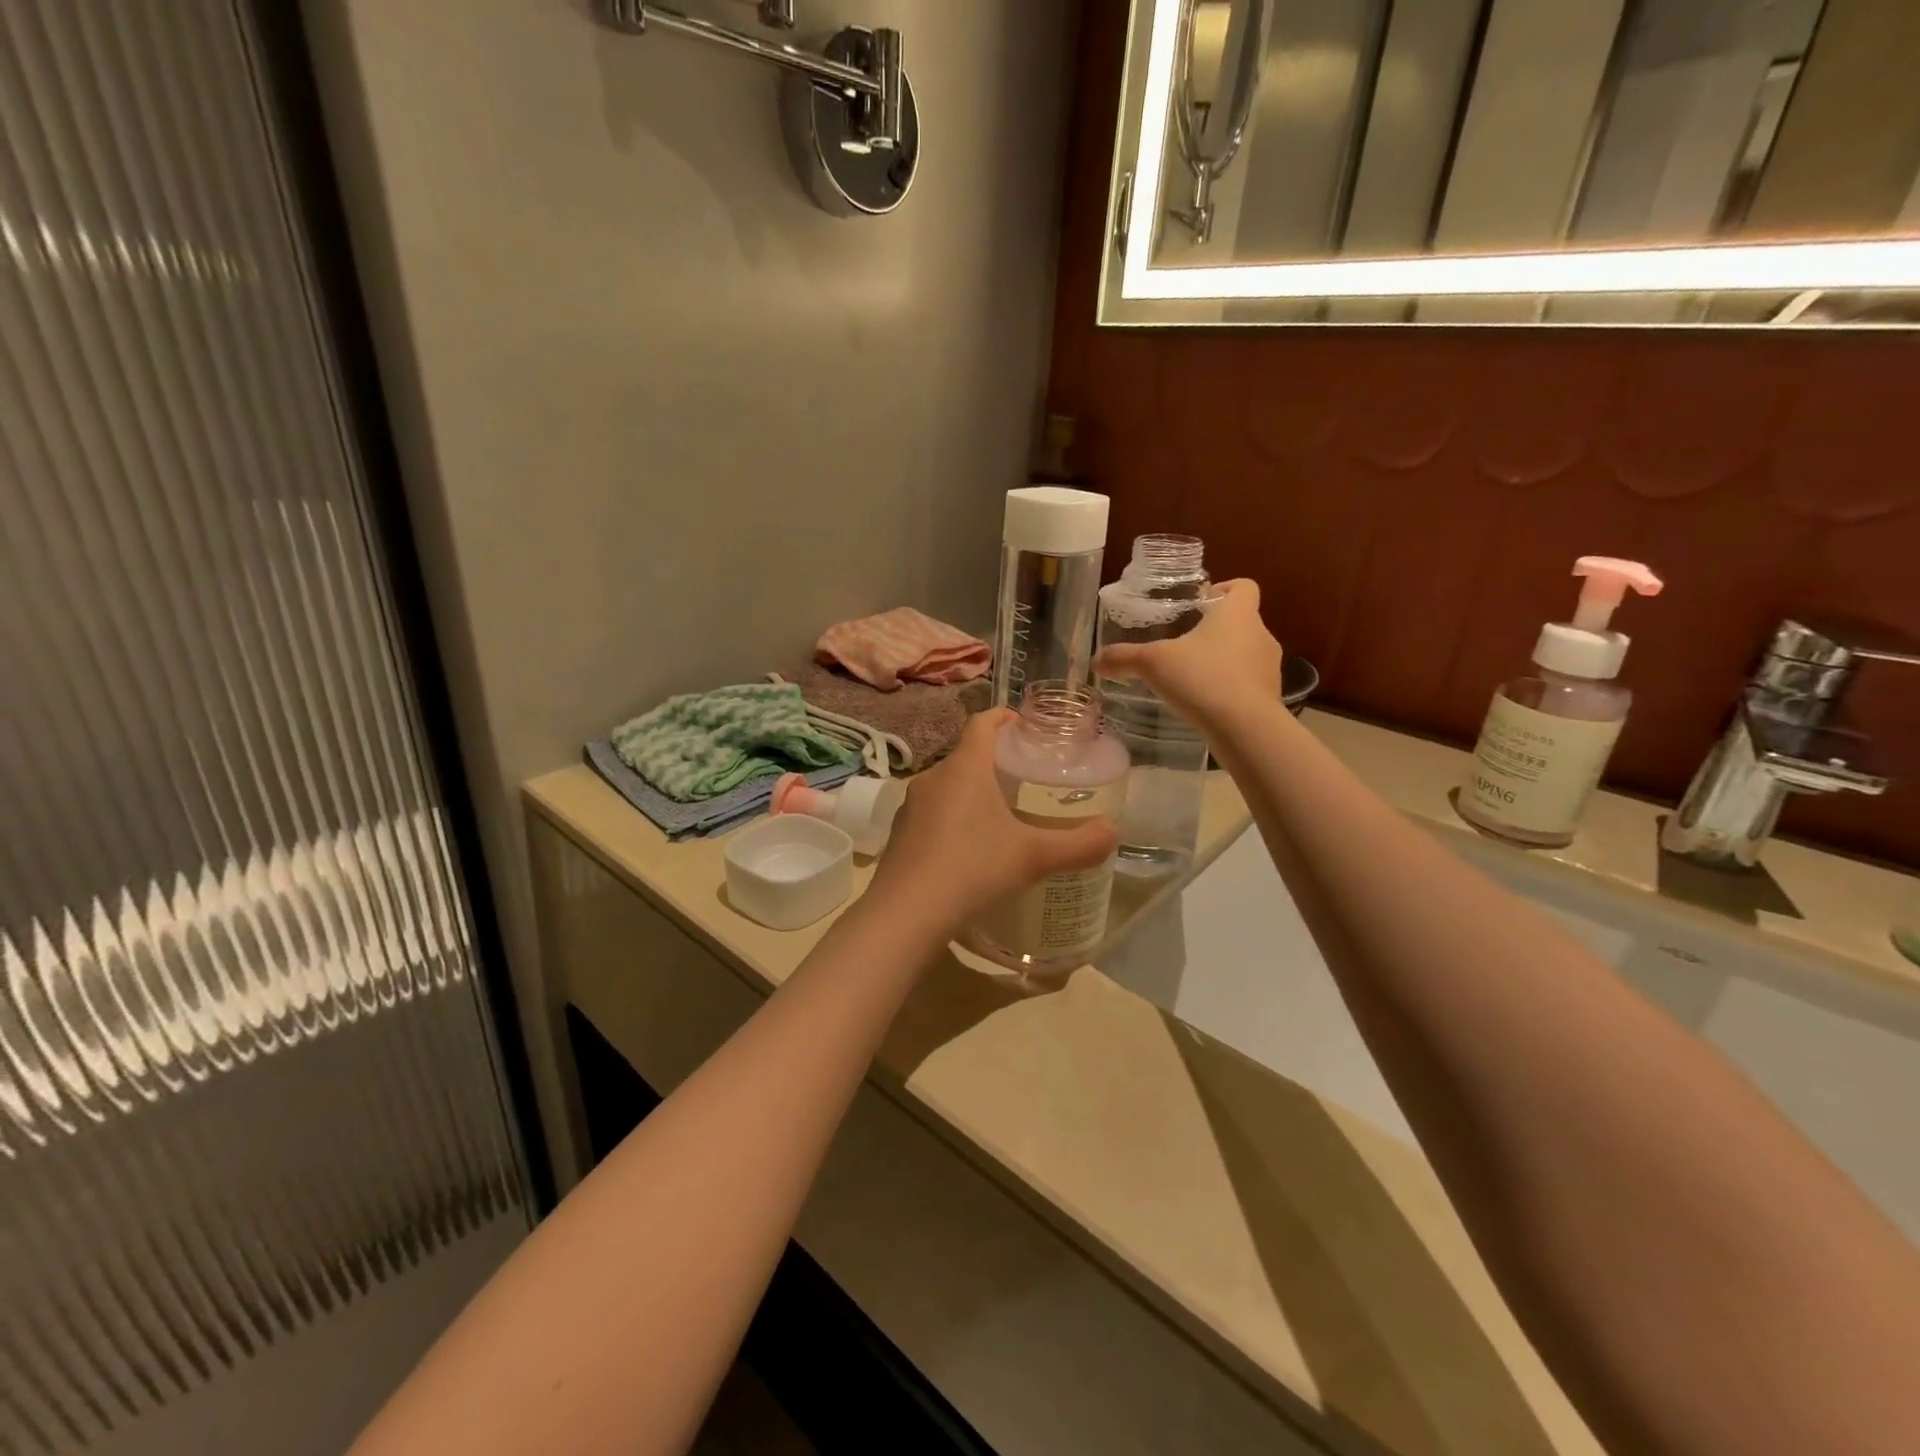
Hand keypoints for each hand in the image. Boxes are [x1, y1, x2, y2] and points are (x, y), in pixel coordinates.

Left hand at [867, 709, 1118, 936]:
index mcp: (964, 768)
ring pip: (948, 787)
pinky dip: (953, 820)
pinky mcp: (899, 835)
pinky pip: (932, 815)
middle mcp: (932, 777)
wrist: (906, 914)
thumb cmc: (973, 869)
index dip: (1003, 717)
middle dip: (994, 762)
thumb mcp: (1034, 857)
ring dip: (972, 793)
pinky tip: (970, 851)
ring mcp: (910, 807)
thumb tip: (1112, 833)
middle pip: (966, 756)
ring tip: (1001, 816)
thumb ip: (1078, 844)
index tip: (1023, 725)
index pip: (982, 722)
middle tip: (1025, 780)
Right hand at [1094, 578, 1281, 729]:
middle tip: (1185, 643)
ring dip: (1224, 661)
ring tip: (1193, 677)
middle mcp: (1260, 634)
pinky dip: (1231, 689)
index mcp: (1238, 614)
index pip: (1244, 587)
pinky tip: (1206, 703)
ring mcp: (1270, 668)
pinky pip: (1249, 685)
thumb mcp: (1153, 664)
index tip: (1201, 602)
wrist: (1245, 728)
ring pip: (1246, 654)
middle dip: (1216, 630)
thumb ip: (1124, 658)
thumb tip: (1096, 660)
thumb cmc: (1202, 678)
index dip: (1225, 588)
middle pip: (1242, 622)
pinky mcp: (1270, 697)